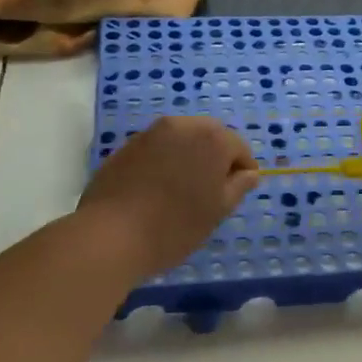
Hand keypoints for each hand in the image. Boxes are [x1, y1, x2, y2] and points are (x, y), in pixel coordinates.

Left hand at [78, 117, 257, 277]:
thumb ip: (238, 186)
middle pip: (210, 136)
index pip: (239, 148)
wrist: (111, 235)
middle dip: (216, 158)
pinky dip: (165, 161)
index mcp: (212, 138)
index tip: (236, 194)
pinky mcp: (127, 145)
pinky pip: (157, 148)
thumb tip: (250, 173)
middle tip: (211, 191)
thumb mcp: (217, 211)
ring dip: (189, 156)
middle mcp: (183, 125)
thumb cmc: (175, 226)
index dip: (242, 171)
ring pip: (182, 139)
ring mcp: (151, 132)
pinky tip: (157, 188)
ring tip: (182, 189)